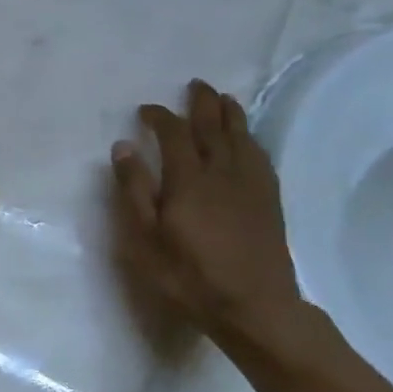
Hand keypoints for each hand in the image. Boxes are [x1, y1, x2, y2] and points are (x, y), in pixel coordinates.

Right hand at [110, 80, 305, 350]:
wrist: (254, 306)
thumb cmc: (188, 276)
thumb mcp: (145, 238)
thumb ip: (134, 191)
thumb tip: (124, 147)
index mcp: (188, 180)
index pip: (175, 135)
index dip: (161, 117)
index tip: (147, 109)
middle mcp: (222, 173)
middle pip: (214, 127)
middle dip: (202, 104)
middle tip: (195, 85)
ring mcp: (251, 186)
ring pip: (241, 138)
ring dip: (230, 114)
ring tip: (224, 99)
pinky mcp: (269, 201)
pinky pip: (259, 157)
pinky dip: (250, 139)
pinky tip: (247, 140)